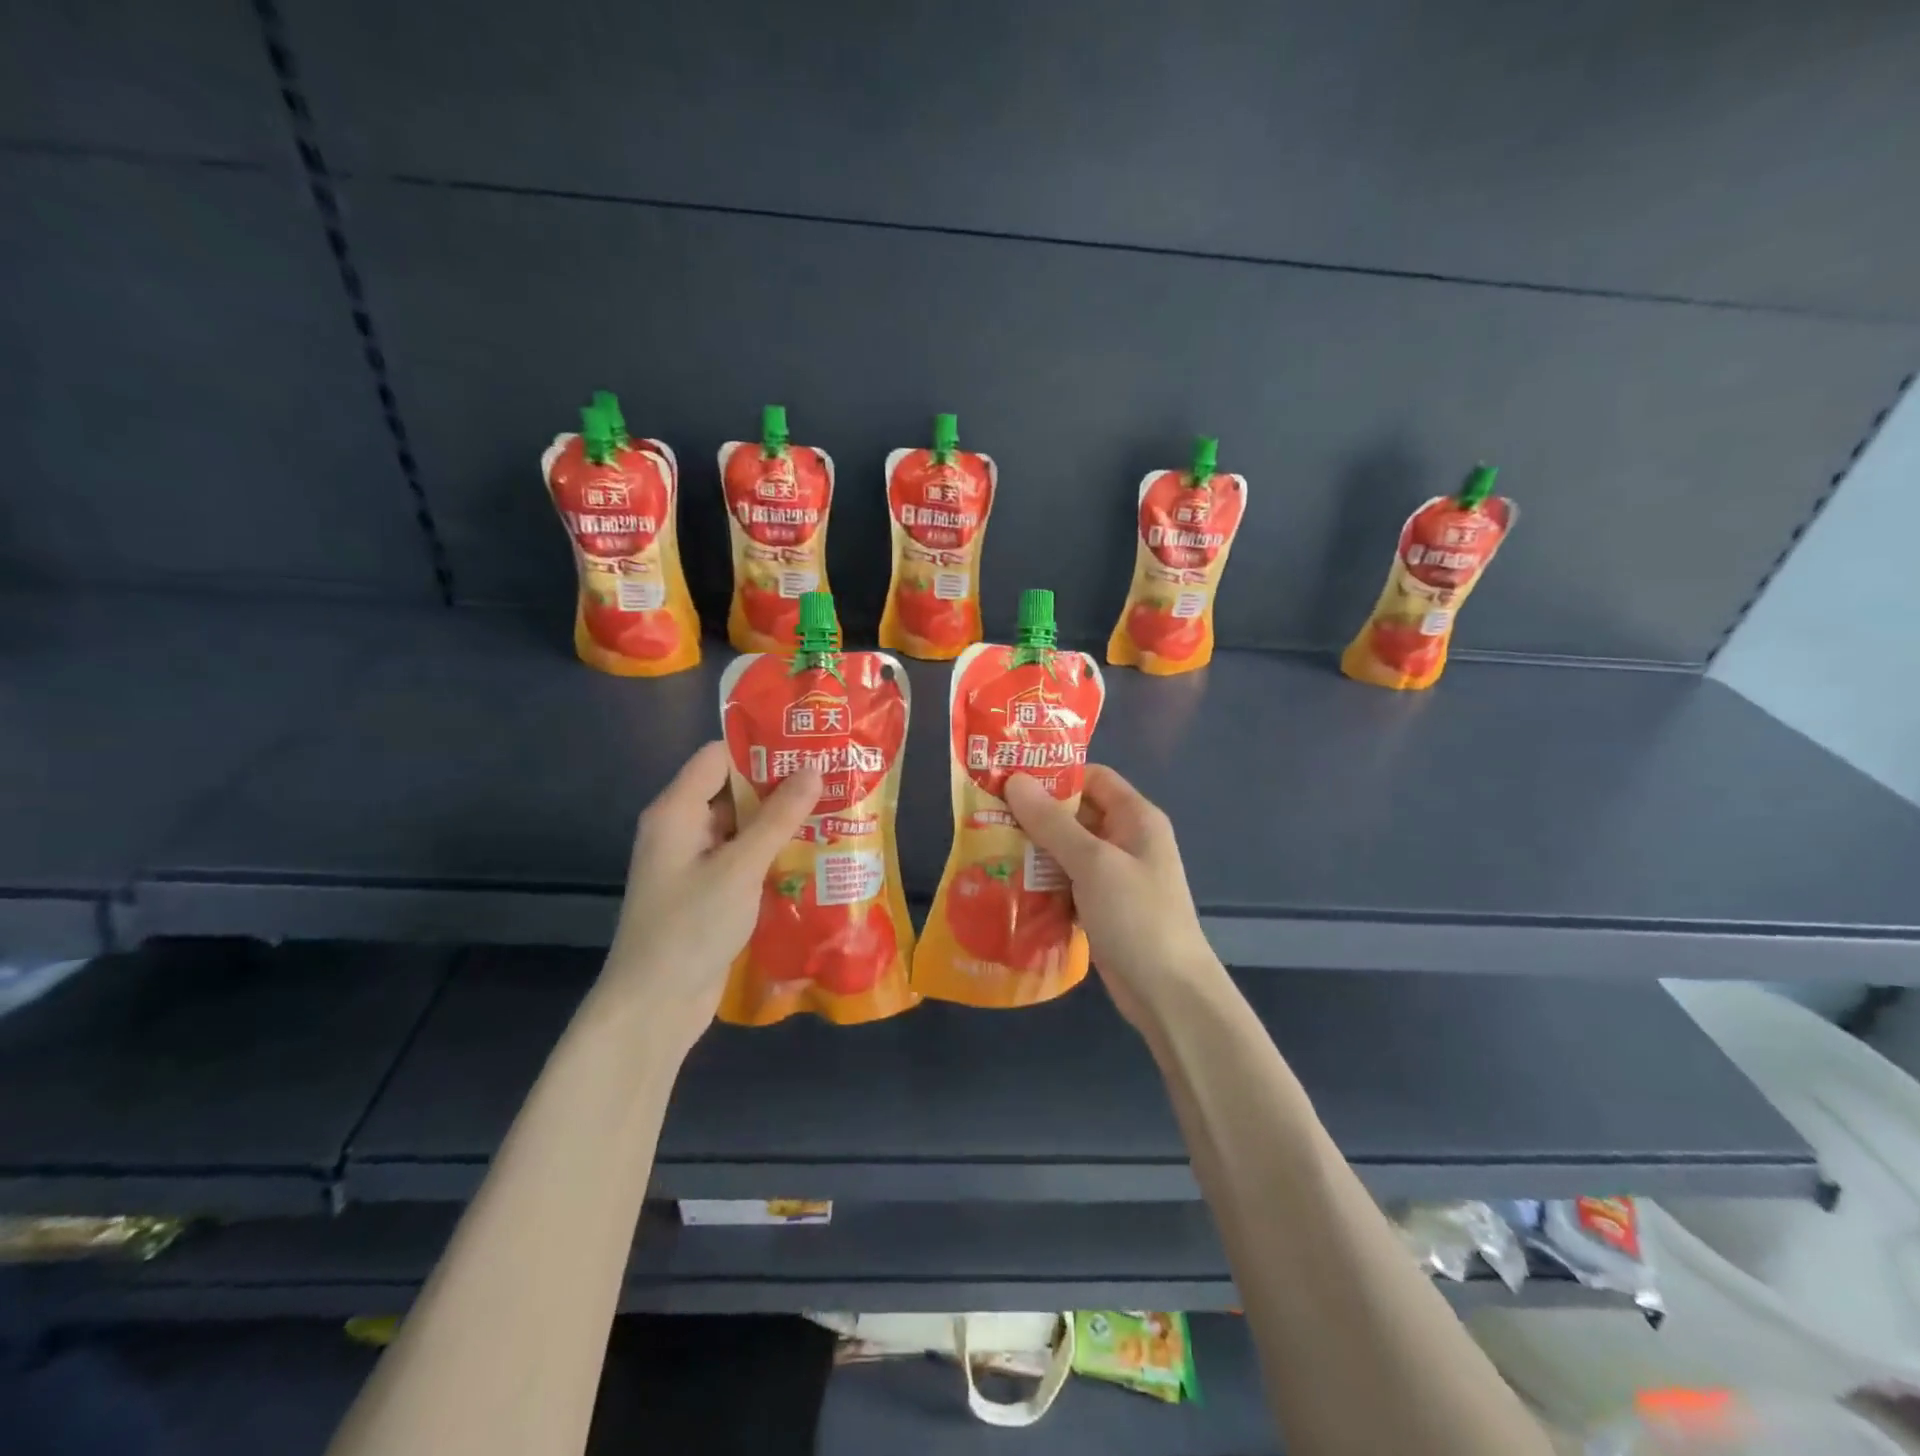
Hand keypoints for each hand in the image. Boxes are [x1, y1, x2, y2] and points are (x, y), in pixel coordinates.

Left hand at [600, 742, 822, 1051]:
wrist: (654, 1006)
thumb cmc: (691, 927)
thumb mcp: (740, 867)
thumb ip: (778, 817)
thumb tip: (814, 768)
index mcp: (676, 811)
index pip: (718, 757)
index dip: (760, 748)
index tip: (808, 746)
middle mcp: (682, 829)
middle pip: (732, 789)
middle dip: (779, 784)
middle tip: (832, 777)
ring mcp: (695, 862)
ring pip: (742, 826)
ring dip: (780, 821)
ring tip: (833, 810)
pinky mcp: (708, 891)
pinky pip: (743, 857)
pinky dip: (772, 852)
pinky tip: (812, 853)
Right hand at [1003, 765, 1223, 1032]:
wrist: (1169, 994)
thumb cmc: (1137, 917)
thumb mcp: (1093, 863)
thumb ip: (1052, 822)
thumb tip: (1015, 780)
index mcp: (1135, 818)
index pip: (1093, 777)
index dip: (1054, 775)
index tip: (1010, 779)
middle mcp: (1126, 840)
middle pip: (1076, 814)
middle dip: (1035, 815)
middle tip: (987, 815)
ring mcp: (1115, 876)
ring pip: (1067, 851)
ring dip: (1034, 851)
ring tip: (989, 848)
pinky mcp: (1102, 907)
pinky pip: (1067, 883)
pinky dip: (1043, 883)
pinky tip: (1010, 886)